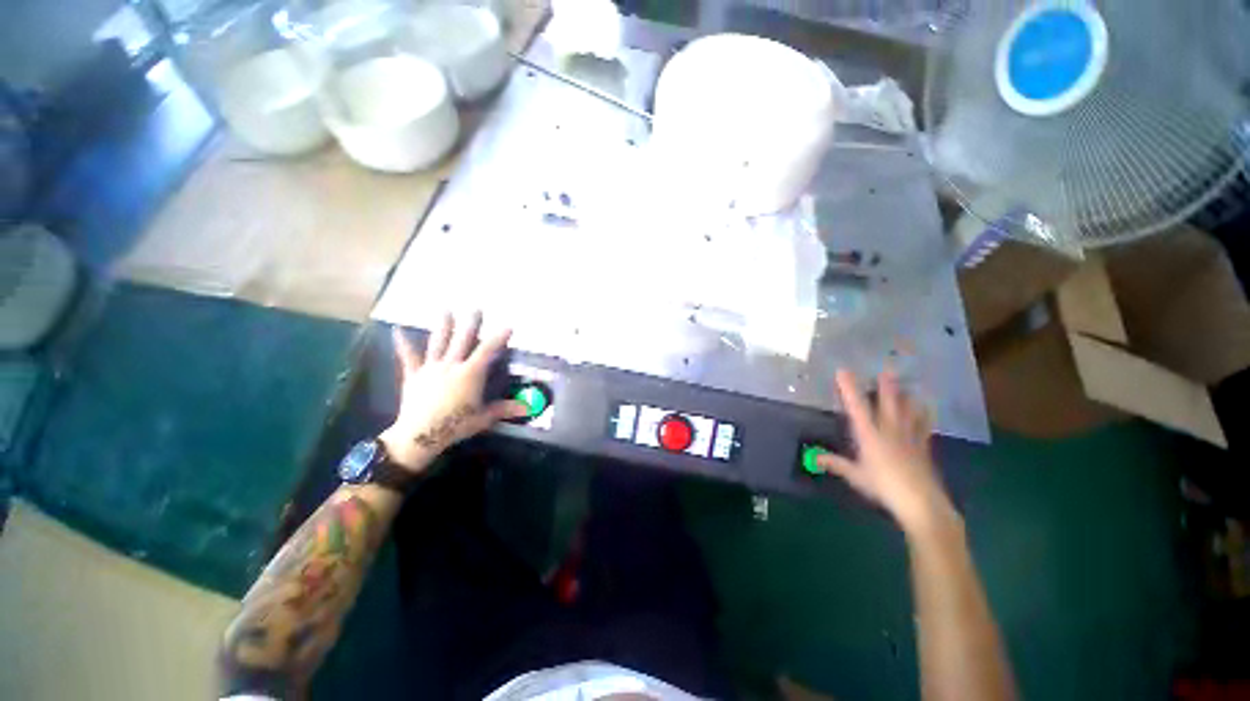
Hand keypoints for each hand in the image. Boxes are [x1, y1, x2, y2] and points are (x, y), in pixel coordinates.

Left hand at [379, 312, 528, 471]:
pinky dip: (403, 344)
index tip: (508, 326)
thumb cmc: (455, 425)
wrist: (419, 435)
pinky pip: (408, 357)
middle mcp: (451, 365)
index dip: (498, 338)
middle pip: (463, 340)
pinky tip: (397, 330)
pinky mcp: (414, 375)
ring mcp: (431, 368)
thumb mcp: (483, 417)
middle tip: (476, 308)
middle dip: (471, 323)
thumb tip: (527, 407)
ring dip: (443, 326)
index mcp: (470, 374)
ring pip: (438, 342)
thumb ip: (504, 409)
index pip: (487, 351)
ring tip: (446, 310)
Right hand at [817, 369, 955, 534]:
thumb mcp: (855, 476)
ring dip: (905, 396)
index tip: (842, 371)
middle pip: (888, 403)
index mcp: (870, 435)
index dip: (849, 388)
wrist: (921, 502)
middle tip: (885, 370)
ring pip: (908, 410)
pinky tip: (926, 407)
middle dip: (885, 386)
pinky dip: (924, 414)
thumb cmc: (883, 487)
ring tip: (905, 385)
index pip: (856, 406)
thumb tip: (814, 456)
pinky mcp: (923, 446)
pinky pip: (923, 424)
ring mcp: (909, 437)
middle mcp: (889, 430)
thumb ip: (835, 463)